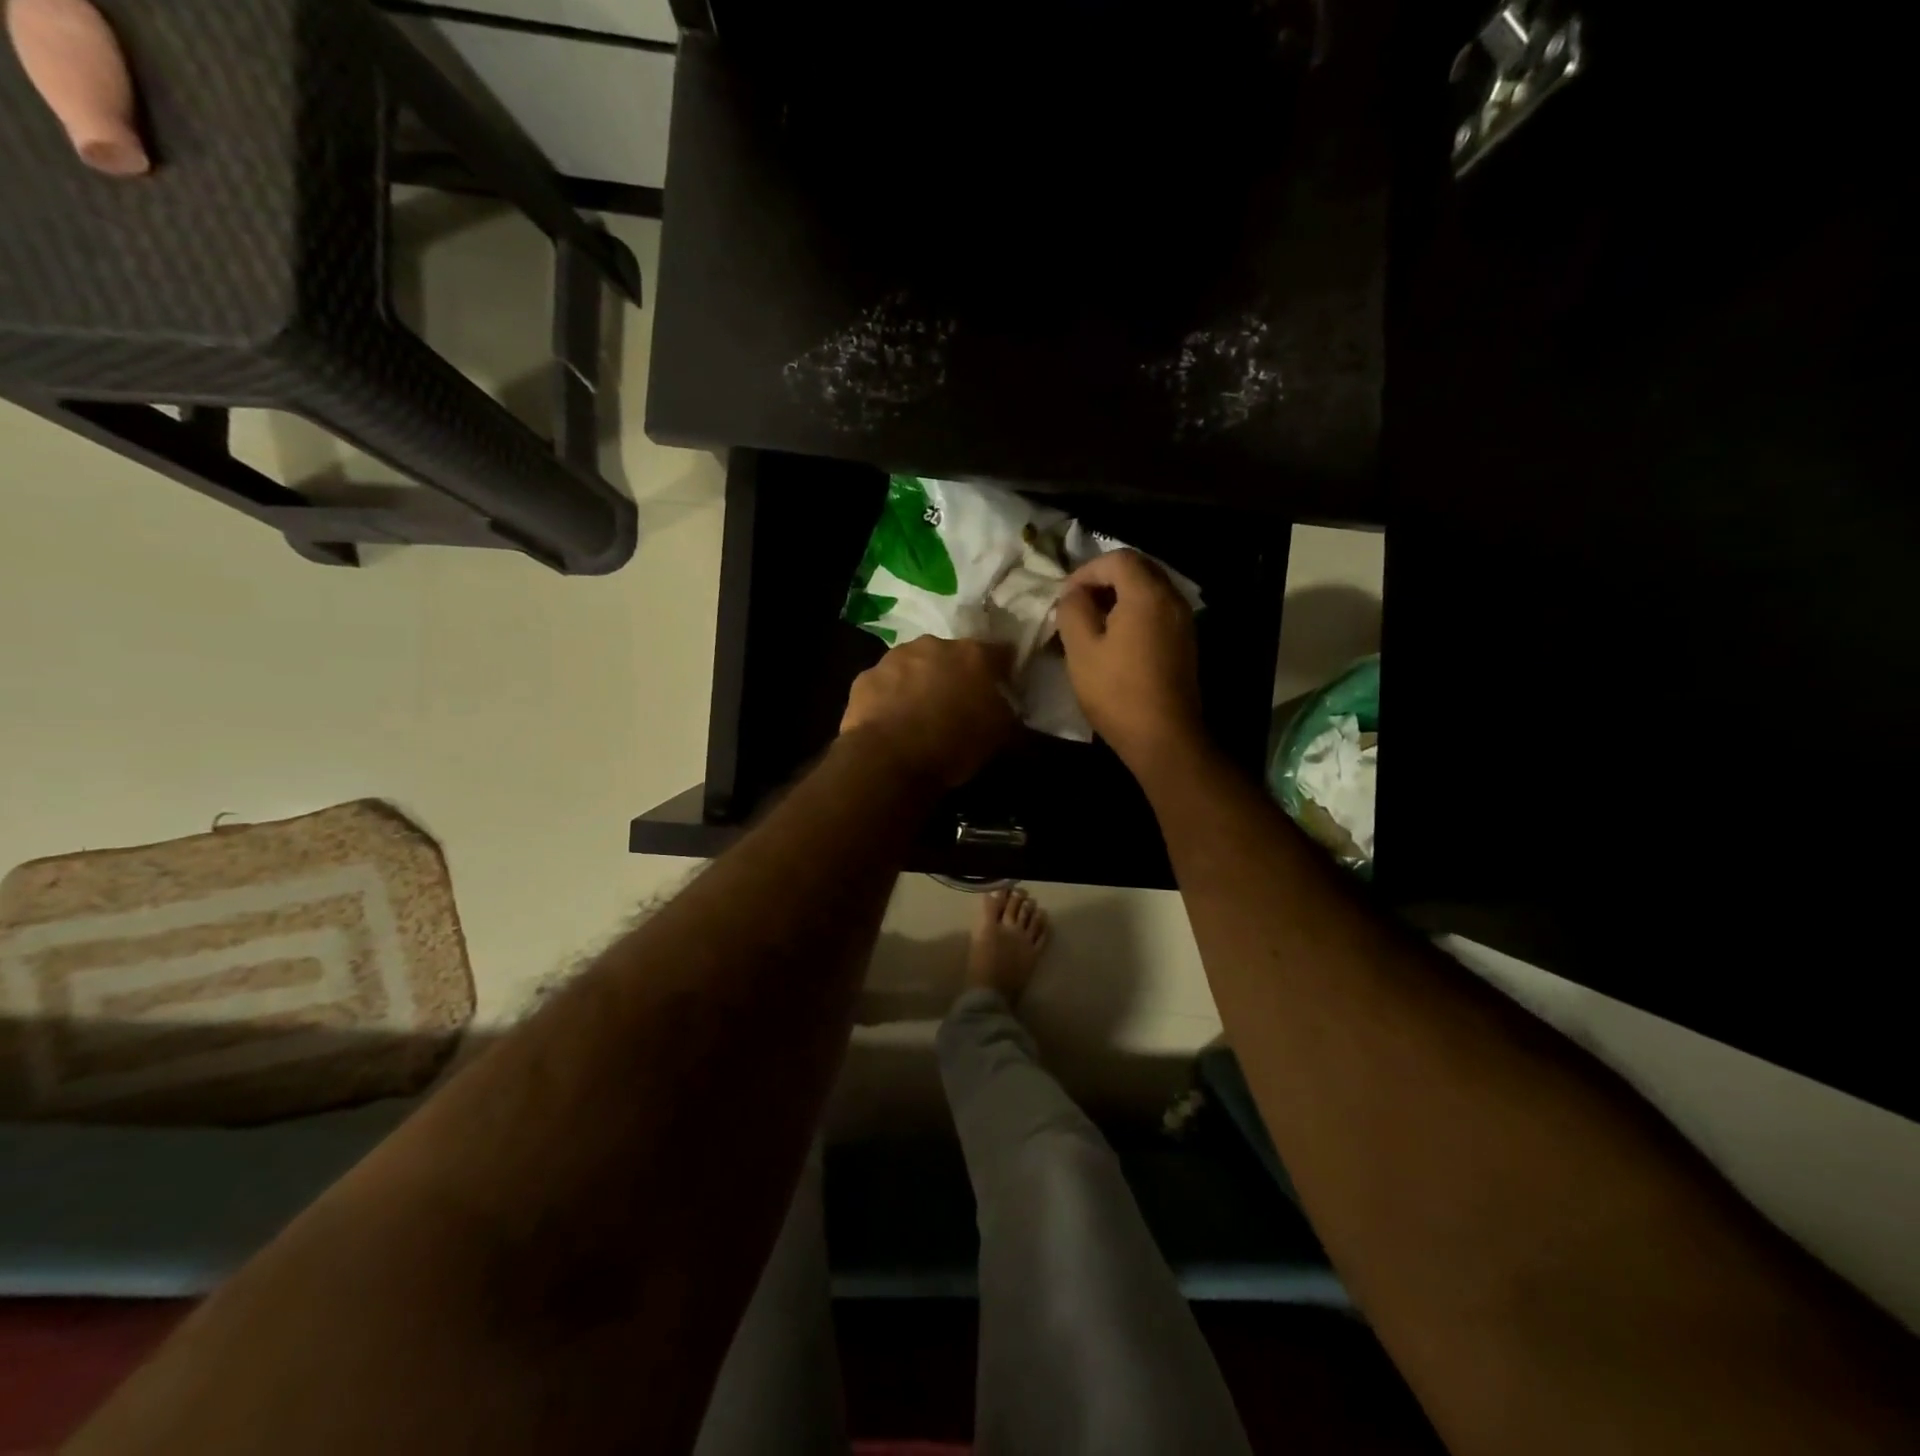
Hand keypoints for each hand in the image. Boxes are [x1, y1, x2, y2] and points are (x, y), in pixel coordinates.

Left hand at [840, 636, 1017, 787]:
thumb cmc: (954, 745)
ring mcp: (895, 658)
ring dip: (920, 681)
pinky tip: (892, 721)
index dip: (1002, 669)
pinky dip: (890, 696)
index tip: (1003, 686)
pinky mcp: (866, 677)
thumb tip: (1005, 707)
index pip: (1000, 652)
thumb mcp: (999, 736)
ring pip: (915, 664)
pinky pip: (885, 683)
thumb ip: (1006, 712)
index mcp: (974, 655)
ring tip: (920, 712)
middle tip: (957, 702)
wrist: (890, 759)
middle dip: (956, 673)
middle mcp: (934, 645)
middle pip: (952, 655)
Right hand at [1055, 550, 1204, 772]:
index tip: (1066, 597)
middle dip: (1104, 579)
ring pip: (1150, 590)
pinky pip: (1158, 611)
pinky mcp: (1185, 642)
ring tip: (1093, 622)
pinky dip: (1135, 613)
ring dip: (1120, 596)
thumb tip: (1074, 594)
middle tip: (1078, 604)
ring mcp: (1183, 621)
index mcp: (1147, 594)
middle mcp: (1172, 599)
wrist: (1163, 737)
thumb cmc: (1116, 691)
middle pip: (1138, 569)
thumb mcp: (1081, 649)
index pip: (1117, 558)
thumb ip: (1073, 610)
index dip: (1086, 570)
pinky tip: (1116, 639)